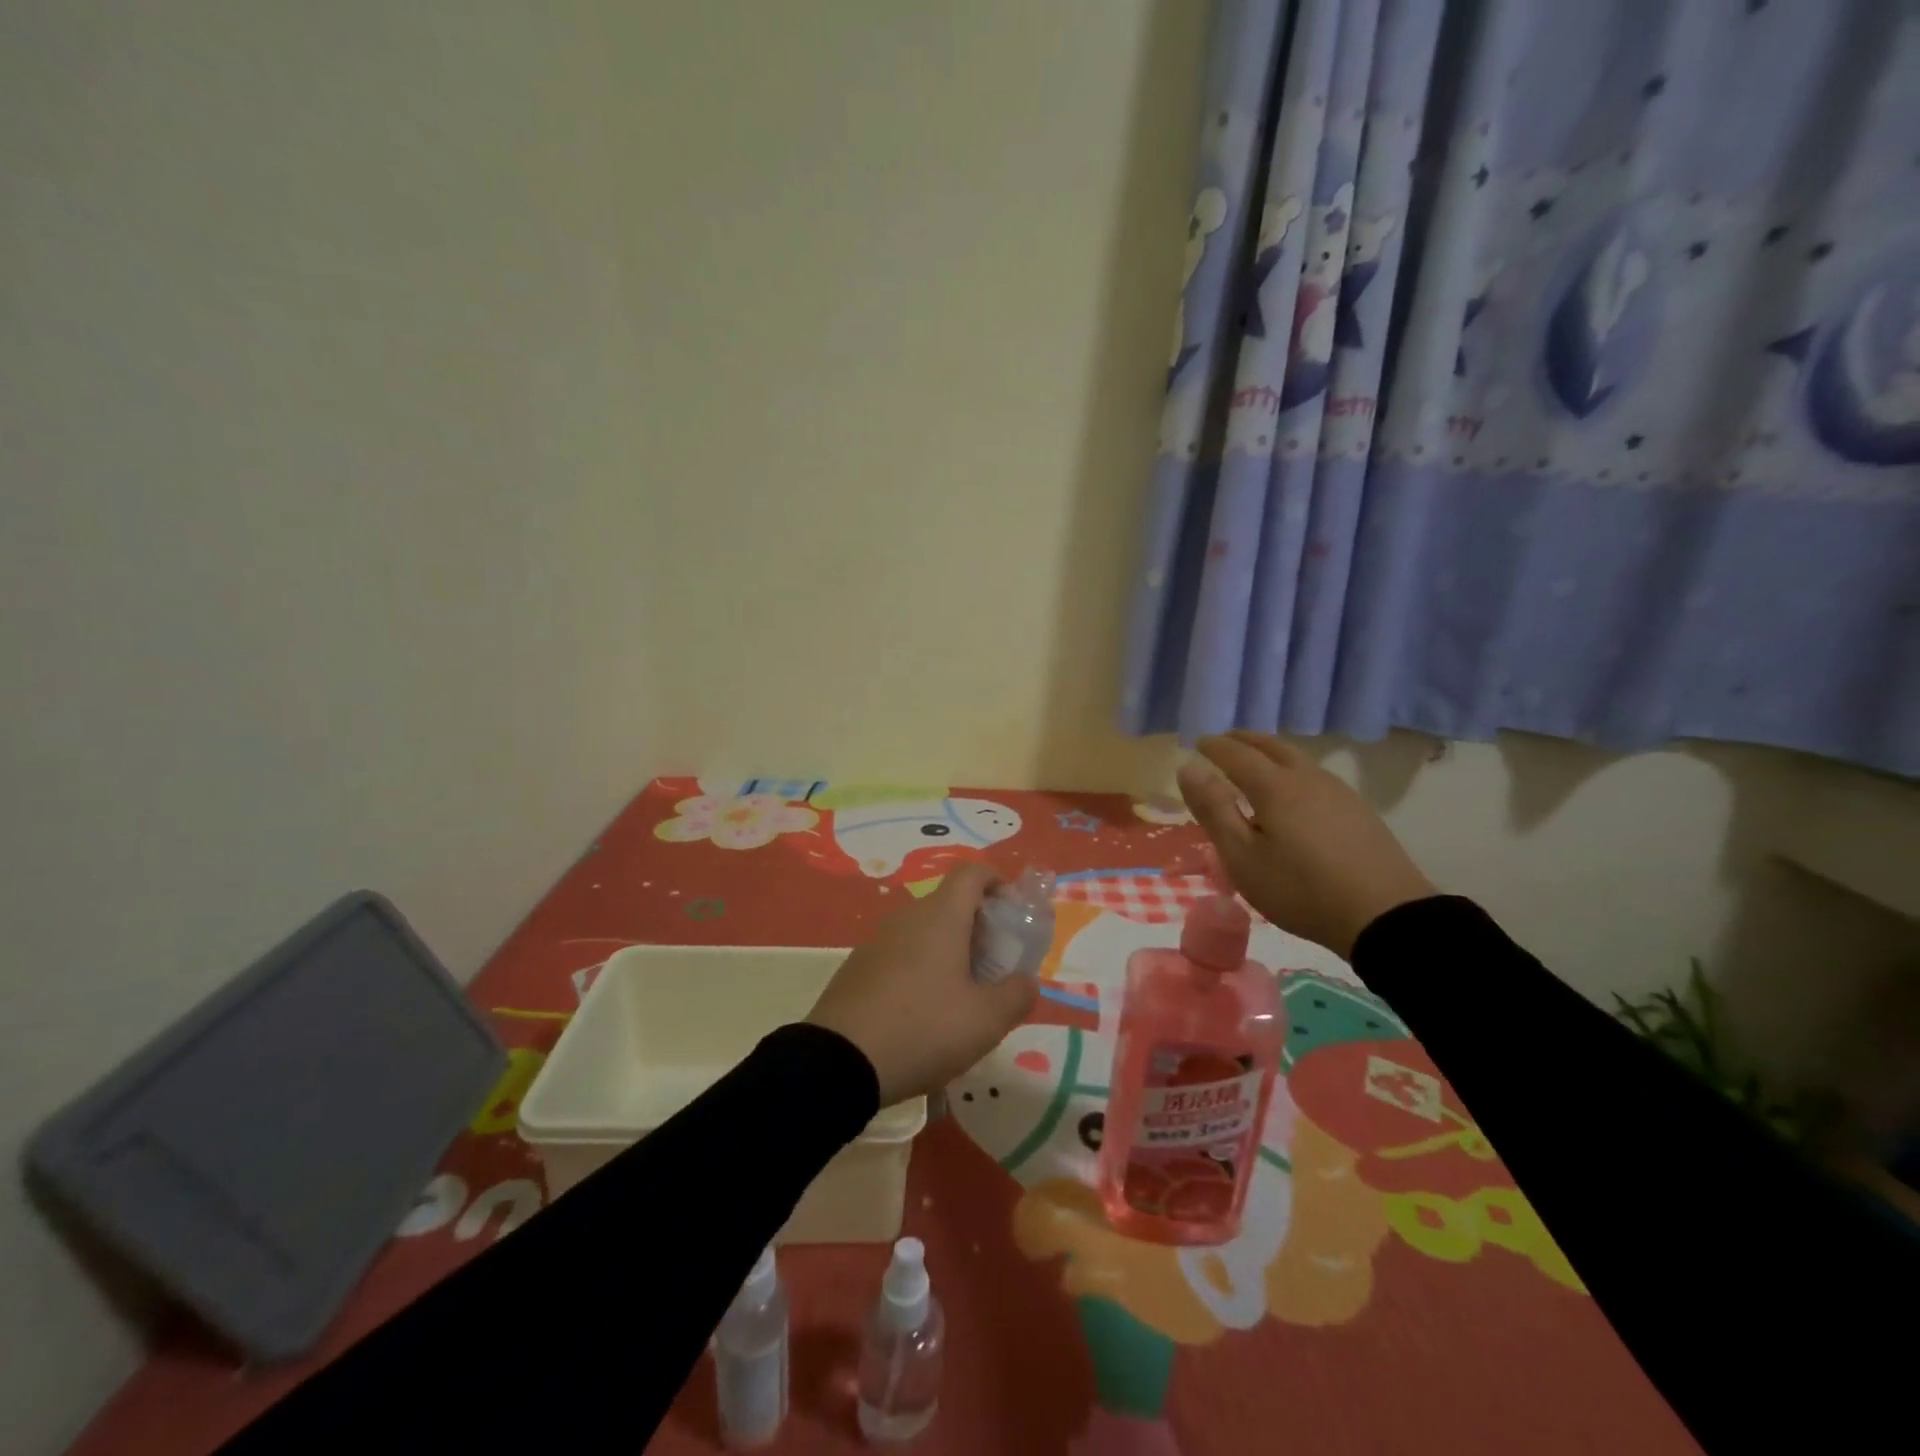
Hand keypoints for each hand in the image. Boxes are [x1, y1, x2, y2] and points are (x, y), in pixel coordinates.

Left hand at [806, 863, 1036, 1105]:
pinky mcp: (857, 968)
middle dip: (977, 926)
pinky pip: (900, 955)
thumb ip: (1016, 994)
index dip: (997, 882)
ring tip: (962, 996)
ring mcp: (877, 941)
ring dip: (948, 950)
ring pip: (923, 931)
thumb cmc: (923, 1029)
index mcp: (941, 916)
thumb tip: (1026, 980)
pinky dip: (920, 969)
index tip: (1012, 911)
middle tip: (995, 966)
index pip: (972, 873)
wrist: (838, 1062)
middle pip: (949, 904)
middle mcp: (907, 918)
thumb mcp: (986, 1020)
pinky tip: (923, 1014)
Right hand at [1177, 731, 1437, 958]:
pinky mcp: (1358, 811)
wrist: (1385, 917)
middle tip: (1225, 740)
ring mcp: (1338, 793)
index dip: (1214, 746)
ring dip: (1271, 753)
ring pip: (1298, 760)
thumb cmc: (1300, 890)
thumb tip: (1188, 768)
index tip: (1197, 743)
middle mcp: (1307, 779)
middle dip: (1245, 740)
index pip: (1237, 754)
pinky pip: (1315, 777)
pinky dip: (1293, 772)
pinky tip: (1295, 793)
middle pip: (1272, 747)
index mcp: (1275, 787)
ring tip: (1256, 763)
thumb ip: (1214, 810)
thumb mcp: (1243, 857)